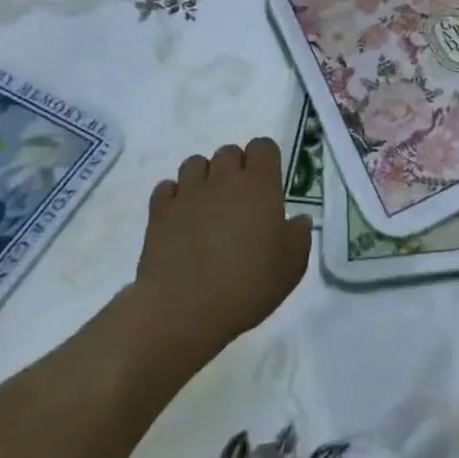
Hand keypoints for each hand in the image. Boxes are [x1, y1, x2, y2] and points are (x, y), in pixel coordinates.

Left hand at [133, 138, 311, 364]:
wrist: (183, 310)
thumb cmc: (247, 285)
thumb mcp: (292, 266)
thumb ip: (299, 235)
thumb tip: (298, 220)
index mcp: (259, 184)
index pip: (263, 146)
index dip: (265, 160)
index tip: (267, 184)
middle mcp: (224, 179)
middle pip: (229, 151)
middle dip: (234, 168)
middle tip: (238, 200)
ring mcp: (188, 193)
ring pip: (195, 163)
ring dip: (203, 177)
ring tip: (207, 206)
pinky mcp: (159, 212)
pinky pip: (166, 188)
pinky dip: (174, 197)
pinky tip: (180, 219)